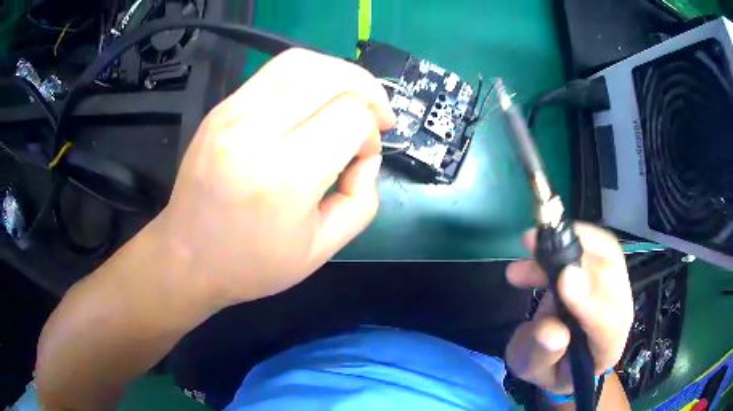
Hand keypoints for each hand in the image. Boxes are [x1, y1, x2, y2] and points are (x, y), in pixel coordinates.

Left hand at [158, 48, 395, 306]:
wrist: (187, 257)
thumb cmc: (252, 264)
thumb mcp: (322, 249)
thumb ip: (362, 199)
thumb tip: (367, 154)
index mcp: (283, 177)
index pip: (350, 118)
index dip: (371, 133)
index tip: (363, 157)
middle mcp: (254, 132)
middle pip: (331, 76)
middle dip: (367, 89)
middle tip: (377, 115)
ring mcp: (231, 113)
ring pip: (302, 60)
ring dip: (339, 74)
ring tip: (350, 99)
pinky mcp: (220, 108)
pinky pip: (274, 71)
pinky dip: (308, 76)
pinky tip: (314, 101)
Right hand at [504, 223, 633, 394]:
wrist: (561, 354)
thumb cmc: (548, 367)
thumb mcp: (534, 370)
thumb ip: (542, 355)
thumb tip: (552, 330)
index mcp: (606, 348)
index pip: (608, 323)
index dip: (590, 300)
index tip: (564, 278)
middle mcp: (619, 313)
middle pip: (612, 279)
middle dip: (577, 259)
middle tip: (537, 248)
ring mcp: (614, 288)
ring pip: (607, 254)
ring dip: (570, 240)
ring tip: (531, 241)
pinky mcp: (603, 270)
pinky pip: (596, 244)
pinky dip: (569, 236)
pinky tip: (540, 242)